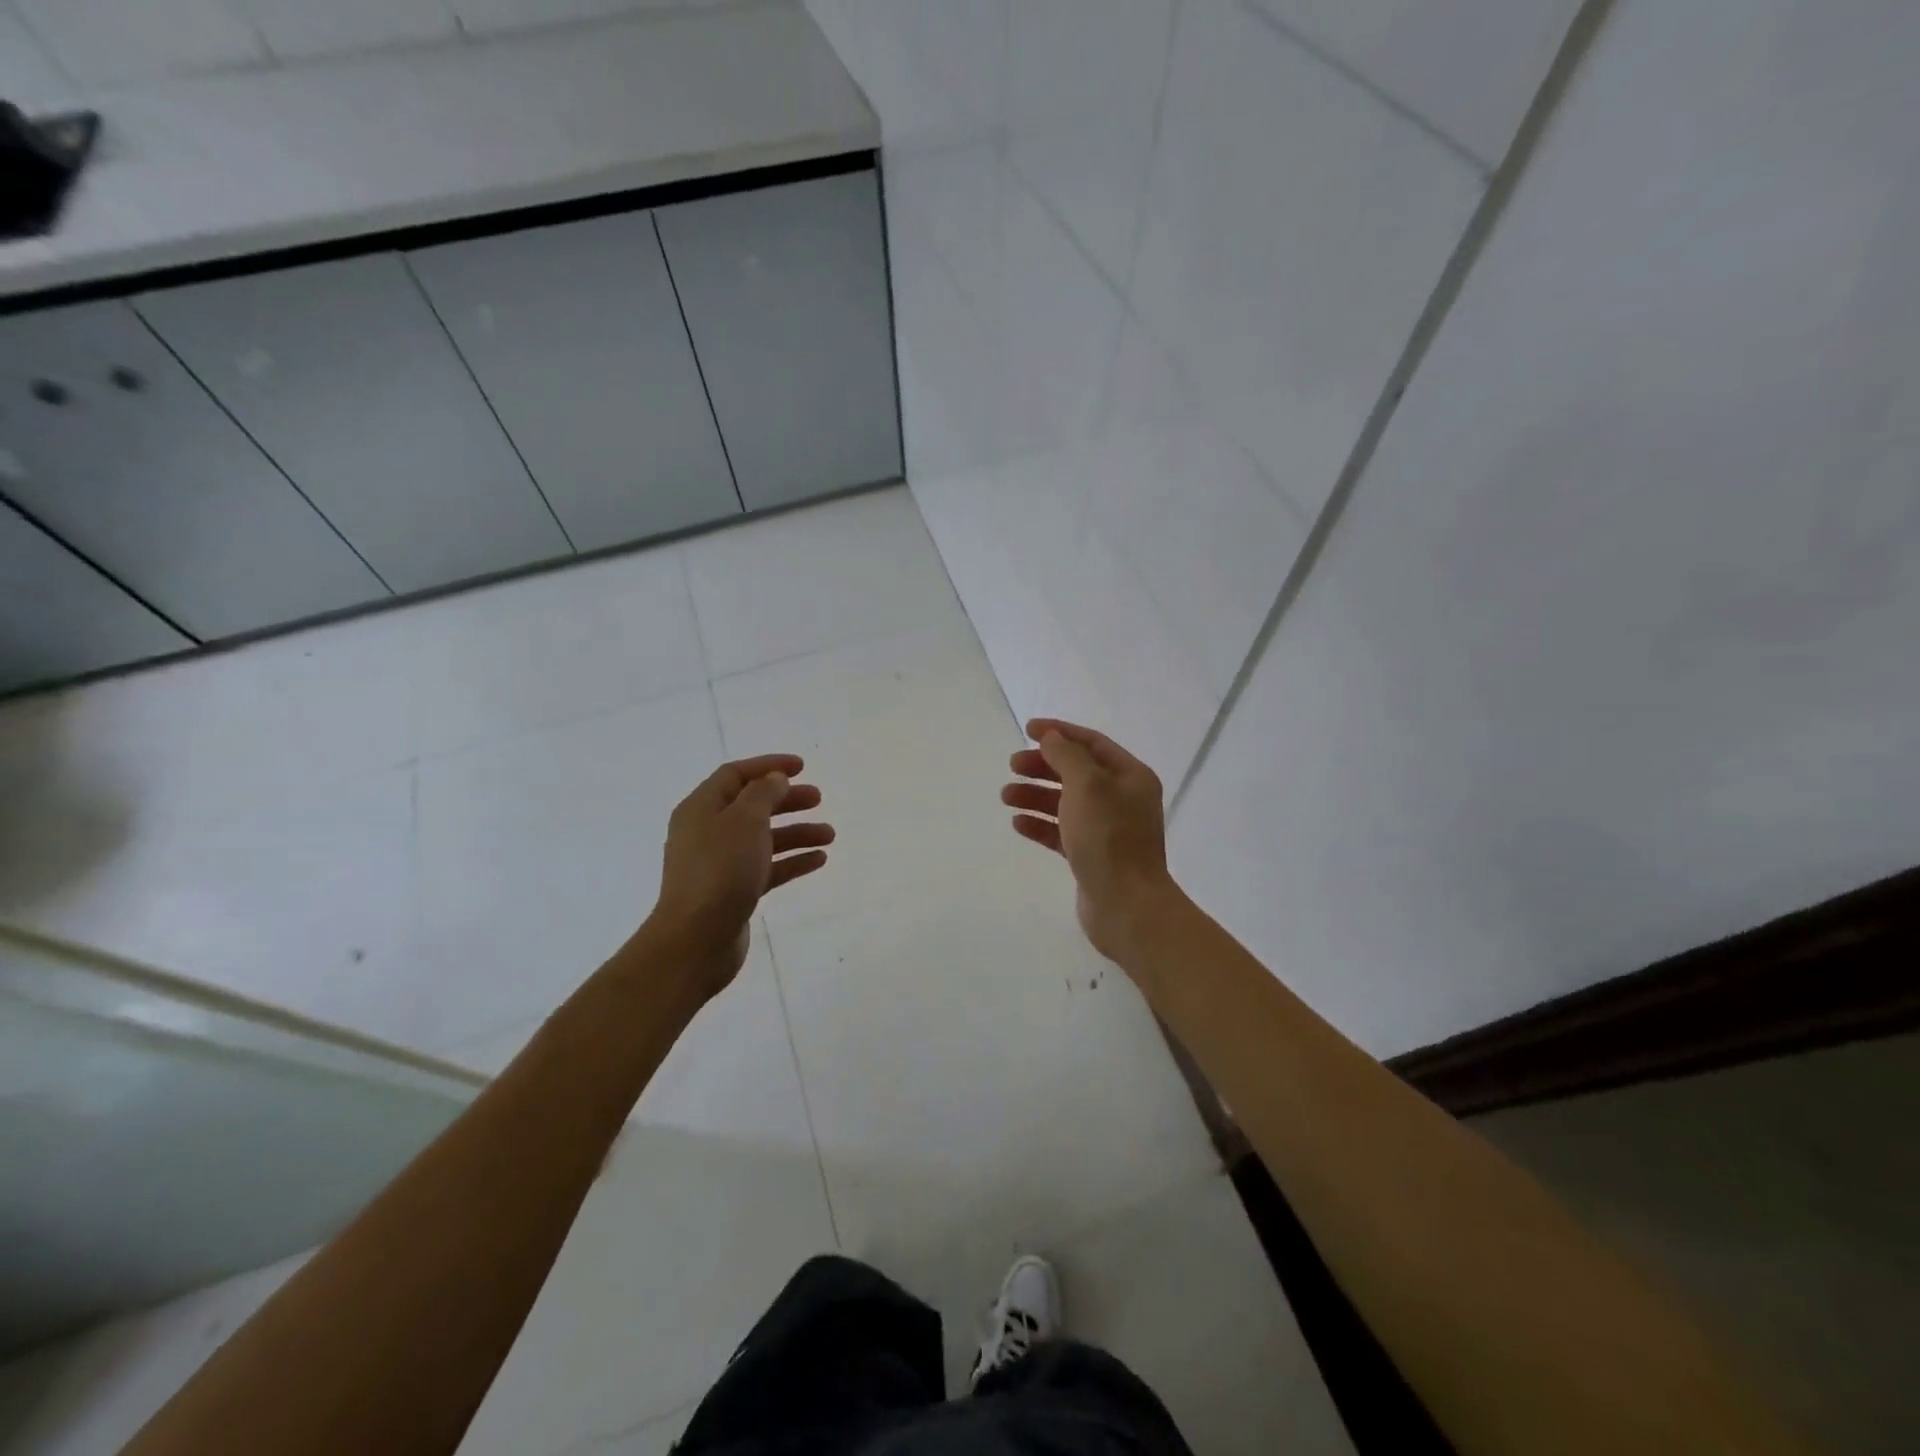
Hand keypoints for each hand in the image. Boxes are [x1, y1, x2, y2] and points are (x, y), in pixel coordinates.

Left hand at [647, 754, 832, 996]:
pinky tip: (819, 860)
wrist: (696, 939)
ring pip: (763, 838)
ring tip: (829, 835)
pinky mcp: (733, 892)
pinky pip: (767, 868)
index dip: (768, 766)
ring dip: (796, 833)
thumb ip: (763, 794)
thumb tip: (774, 780)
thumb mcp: (745, 820)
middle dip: (786, 800)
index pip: (735, 775)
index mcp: (701, 808)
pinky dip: (791, 861)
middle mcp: (707, 832)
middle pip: (752, 806)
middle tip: (819, 798)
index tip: (801, 767)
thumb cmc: (720, 870)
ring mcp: (720, 864)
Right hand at [1002, 719, 1178, 962]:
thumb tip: (1051, 738)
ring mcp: (1108, 830)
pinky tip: (1018, 824)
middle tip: (1012, 765)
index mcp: (1131, 776)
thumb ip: (1066, 755)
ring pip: (1066, 802)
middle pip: (1077, 772)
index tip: (1027, 729)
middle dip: (1043, 766)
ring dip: (1036, 795)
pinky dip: (1040, 824)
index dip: (1059, 732)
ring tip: (1006, 796)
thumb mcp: (1087, 785)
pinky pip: (1062, 832)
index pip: (1092, 743)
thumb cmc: (1109, 838)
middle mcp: (1122, 799)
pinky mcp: (1093, 856)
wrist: (1126, 906)